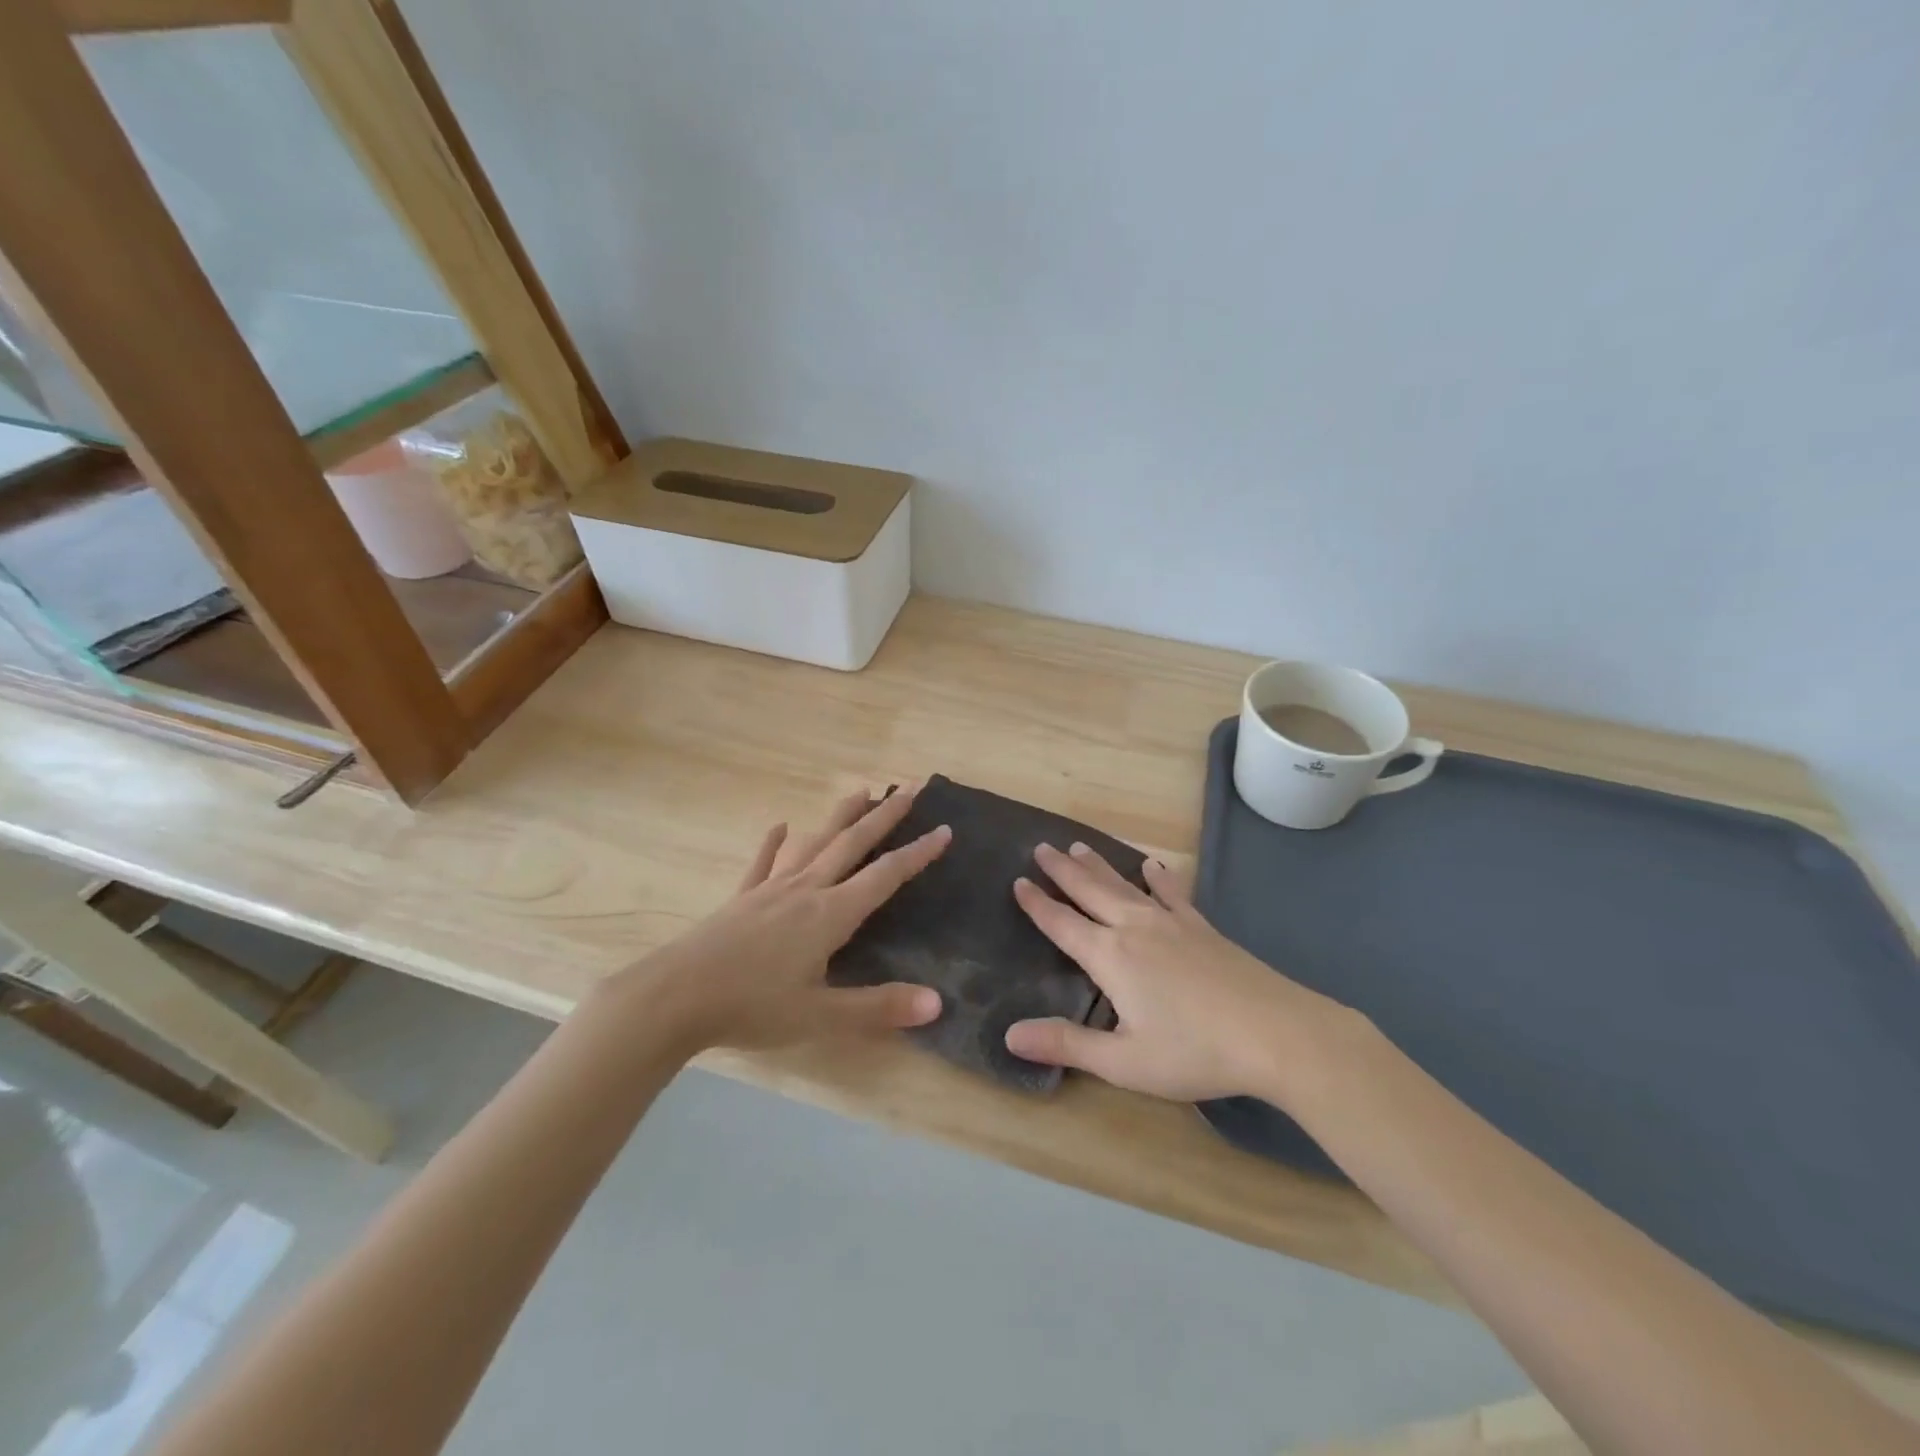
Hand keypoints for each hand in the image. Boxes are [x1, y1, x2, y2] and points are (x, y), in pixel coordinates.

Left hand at [612, 786, 950, 1051]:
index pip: (885, 876)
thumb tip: (938, 1003)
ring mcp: (770, 890)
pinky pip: (763, 864)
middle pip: (852, 844)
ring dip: (840, 817)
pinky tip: (778, 826)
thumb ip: (878, 1008)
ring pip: (814, 843)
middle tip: (910, 789)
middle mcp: (805, 890)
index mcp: (830, 914)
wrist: (674, 997)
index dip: (917, 854)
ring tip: (861, 791)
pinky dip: (773, 844)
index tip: (944, 829)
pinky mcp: (741, 899)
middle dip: (884, 817)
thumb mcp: (820, 1016)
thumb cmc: (751, 1007)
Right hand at [1003, 842, 1355, 1103]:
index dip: (1037, 904)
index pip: (1062, 923)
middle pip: (1090, 891)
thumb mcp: (1124, 1062)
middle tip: (1041, 847)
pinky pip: (1171, 892)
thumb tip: (1010, 1035)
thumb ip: (1066, 1044)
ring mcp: (1171, 923)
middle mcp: (1135, 928)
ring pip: (1124, 884)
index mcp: (1110, 957)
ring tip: (1079, 846)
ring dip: (1099, 865)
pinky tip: (1153, 865)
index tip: (1018, 881)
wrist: (1276, 1033)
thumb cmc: (1195, 1052)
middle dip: (1063, 870)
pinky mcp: (1201, 927)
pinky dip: (1158, 877)